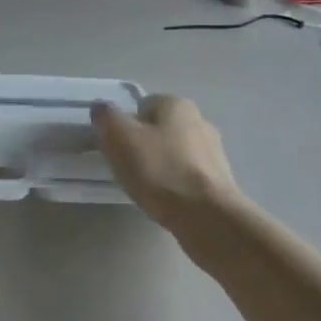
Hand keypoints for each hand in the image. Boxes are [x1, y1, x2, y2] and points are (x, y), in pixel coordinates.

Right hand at [91, 94, 242, 231]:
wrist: (206, 216)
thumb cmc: (159, 170)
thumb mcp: (120, 138)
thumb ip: (106, 117)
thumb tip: (102, 109)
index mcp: (176, 104)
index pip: (141, 106)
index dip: (124, 127)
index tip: (116, 149)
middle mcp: (199, 120)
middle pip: (157, 129)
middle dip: (141, 146)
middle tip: (127, 169)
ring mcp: (213, 150)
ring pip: (172, 153)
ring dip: (158, 166)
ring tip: (146, 188)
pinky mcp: (219, 179)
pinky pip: (186, 175)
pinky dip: (174, 184)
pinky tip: (166, 200)